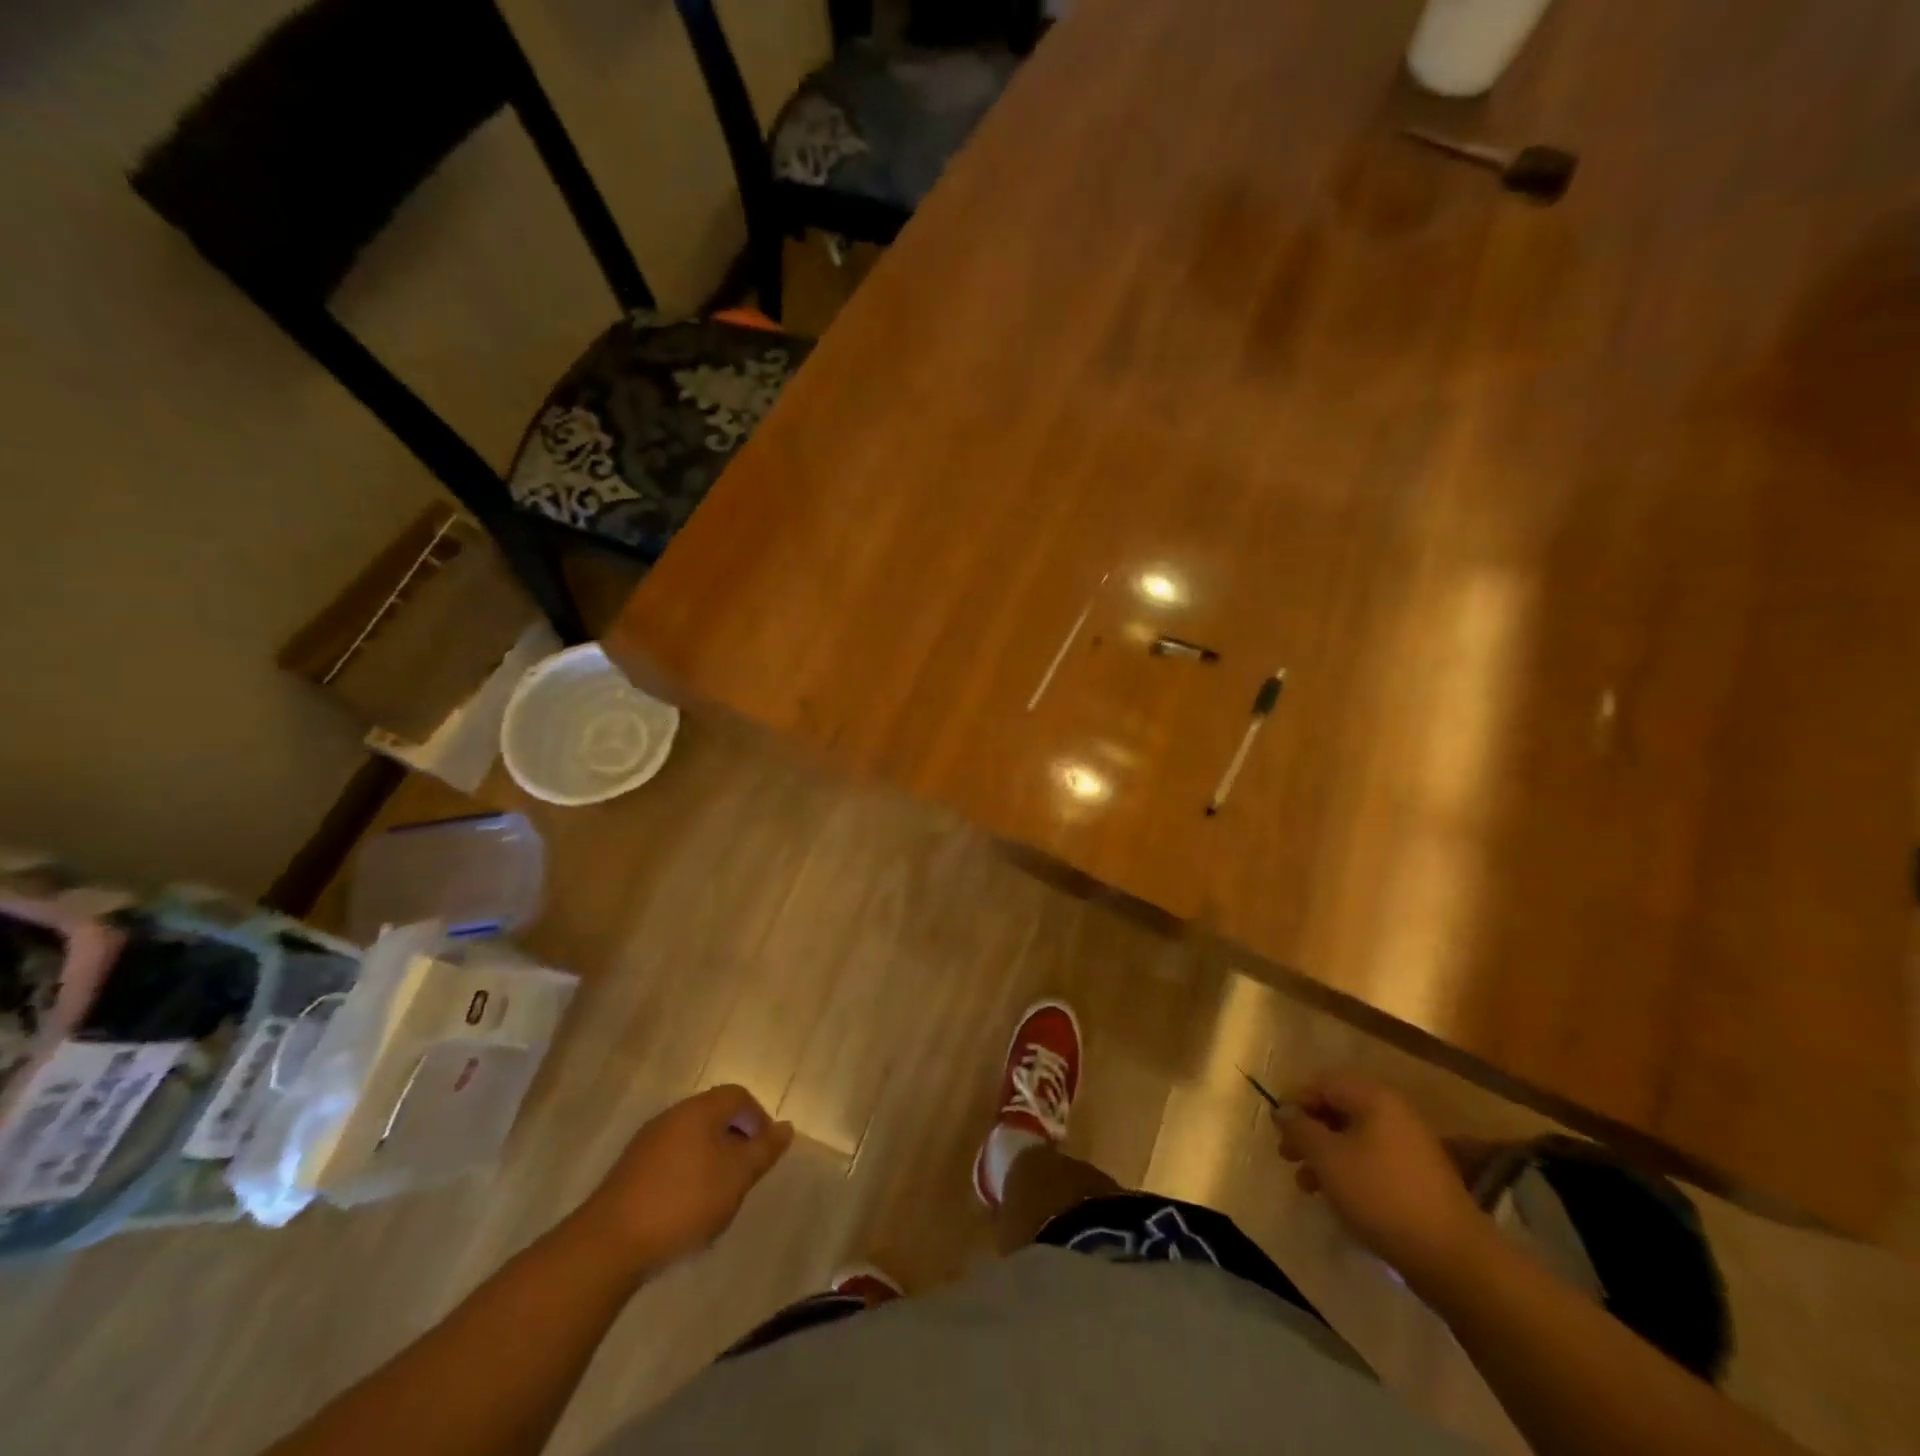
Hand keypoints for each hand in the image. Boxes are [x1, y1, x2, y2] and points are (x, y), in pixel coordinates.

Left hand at [574, 1085, 792, 1279]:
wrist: (609, 1244)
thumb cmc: (683, 1202)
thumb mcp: (736, 1177)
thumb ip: (763, 1151)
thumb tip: (786, 1127)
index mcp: (699, 1109)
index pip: (738, 1095)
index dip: (758, 1118)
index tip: (764, 1152)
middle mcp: (672, 1116)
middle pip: (713, 1114)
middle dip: (735, 1140)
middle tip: (744, 1174)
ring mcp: (646, 1142)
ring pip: (691, 1138)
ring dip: (711, 1158)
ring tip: (718, 1194)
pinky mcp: (629, 1170)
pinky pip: (670, 1159)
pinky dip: (686, 1173)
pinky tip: (686, 1207)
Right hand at [1273, 1071, 1488, 1287]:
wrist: (1453, 1257)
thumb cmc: (1381, 1195)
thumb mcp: (1328, 1159)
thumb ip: (1300, 1129)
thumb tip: (1284, 1110)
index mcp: (1374, 1098)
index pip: (1323, 1083)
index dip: (1295, 1100)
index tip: (1276, 1128)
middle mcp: (1394, 1113)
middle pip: (1338, 1109)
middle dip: (1308, 1131)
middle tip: (1286, 1155)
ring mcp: (1410, 1146)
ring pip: (1354, 1138)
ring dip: (1325, 1155)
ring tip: (1306, 1185)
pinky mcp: (1419, 1178)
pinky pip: (1372, 1161)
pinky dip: (1349, 1172)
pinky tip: (1336, 1198)